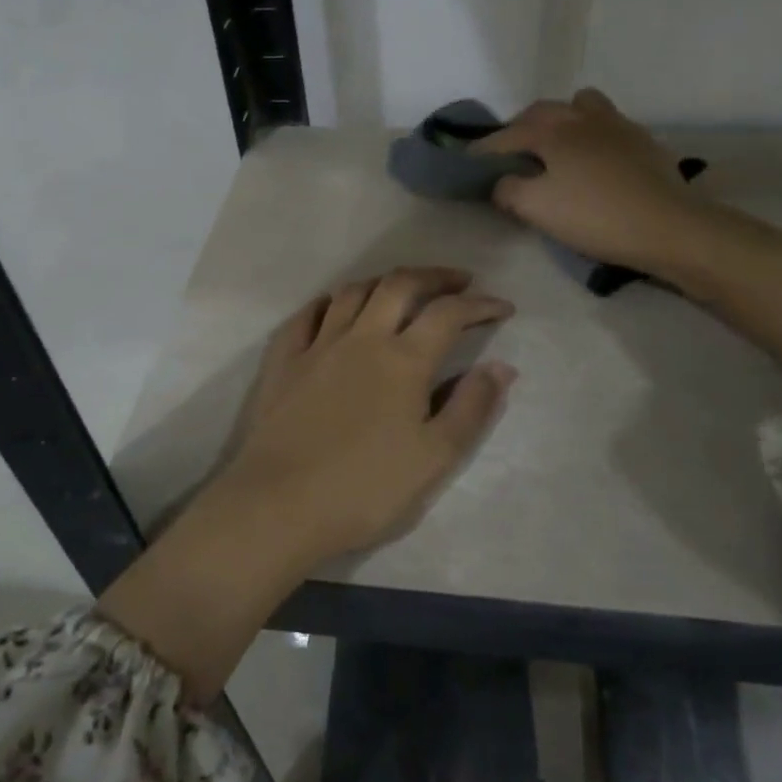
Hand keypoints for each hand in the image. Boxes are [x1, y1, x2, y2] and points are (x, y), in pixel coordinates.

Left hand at [219, 266, 516, 560]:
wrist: (279, 505)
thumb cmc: (365, 488)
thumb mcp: (435, 458)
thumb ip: (472, 408)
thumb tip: (501, 367)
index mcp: (404, 360)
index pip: (449, 314)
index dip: (480, 304)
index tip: (502, 307)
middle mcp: (362, 339)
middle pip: (400, 285)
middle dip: (435, 276)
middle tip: (459, 281)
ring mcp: (317, 346)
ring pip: (352, 293)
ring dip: (384, 282)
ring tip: (401, 290)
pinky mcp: (283, 362)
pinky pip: (306, 316)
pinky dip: (327, 303)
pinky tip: (333, 309)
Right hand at [473, 88, 697, 276]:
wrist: (668, 226)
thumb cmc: (595, 217)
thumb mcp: (537, 209)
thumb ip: (509, 190)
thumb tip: (501, 181)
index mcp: (553, 132)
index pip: (507, 135)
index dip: (484, 149)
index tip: (469, 161)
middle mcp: (582, 118)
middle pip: (542, 111)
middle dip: (520, 127)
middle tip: (509, 153)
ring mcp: (617, 125)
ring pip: (580, 106)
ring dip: (561, 120)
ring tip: (556, 145)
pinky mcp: (642, 140)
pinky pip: (607, 123)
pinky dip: (591, 133)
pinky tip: (594, 159)